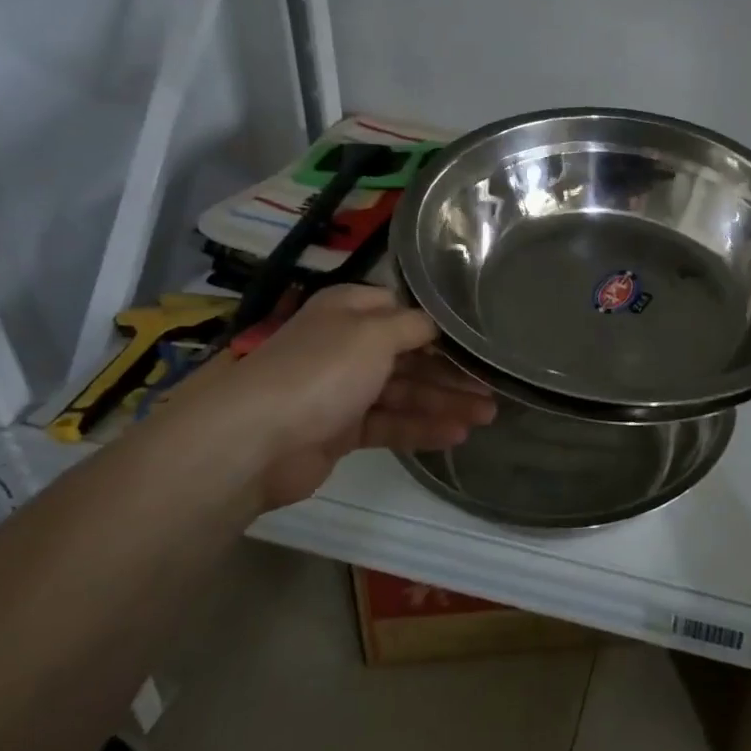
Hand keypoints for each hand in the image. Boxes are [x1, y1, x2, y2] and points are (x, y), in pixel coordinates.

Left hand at [162, 285, 496, 509]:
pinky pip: (390, 425)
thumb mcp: (375, 332)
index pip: (404, 312)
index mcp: (350, 311)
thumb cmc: (322, 370)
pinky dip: (421, 428)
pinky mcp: (341, 431)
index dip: (441, 328)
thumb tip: (437, 324)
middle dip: (451, 373)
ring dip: (444, 403)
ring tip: (487, 417)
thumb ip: (414, 326)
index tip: (479, 341)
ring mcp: (343, 390)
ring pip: (404, 393)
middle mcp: (347, 345)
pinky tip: (456, 435)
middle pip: (410, 357)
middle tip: (493, 389)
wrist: (257, 439)